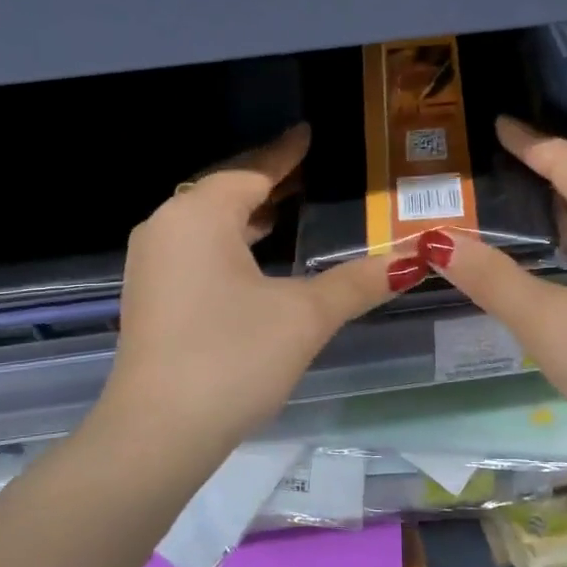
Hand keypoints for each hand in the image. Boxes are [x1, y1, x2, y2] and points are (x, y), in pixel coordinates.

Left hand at [98, 124, 404, 467]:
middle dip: (268, 183)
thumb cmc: (232, 358)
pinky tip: (255, 258)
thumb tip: (417, 257)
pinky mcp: (149, 293)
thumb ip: (359, 281)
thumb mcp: (305, 316)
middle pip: (225, 190)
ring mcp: (151, 261)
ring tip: (290, 210)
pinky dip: (227, 242)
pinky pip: (194, 248)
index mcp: (199, 213)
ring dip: (246, 214)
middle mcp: (166, 225)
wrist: (157, 433)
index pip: (251, 171)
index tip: (309, 133)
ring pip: (207, 221)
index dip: (285, 154)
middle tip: (312, 173)